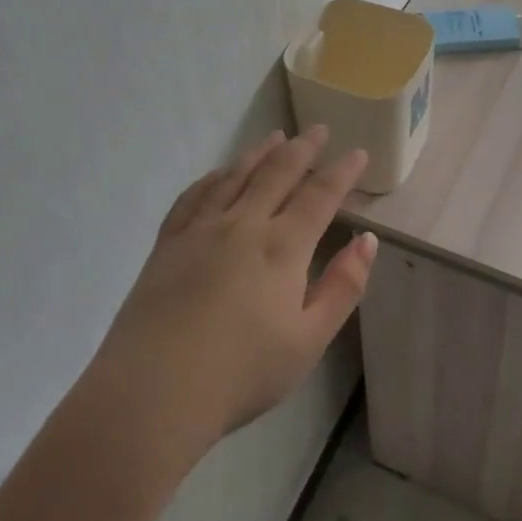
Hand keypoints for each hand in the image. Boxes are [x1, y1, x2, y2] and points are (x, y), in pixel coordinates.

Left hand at [92, 126, 377, 455]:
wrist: (153, 391)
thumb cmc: (241, 373)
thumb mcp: (309, 340)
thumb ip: (342, 287)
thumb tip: (368, 240)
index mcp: (282, 247)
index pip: (319, 196)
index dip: (341, 172)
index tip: (357, 152)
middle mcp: (243, 224)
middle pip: (277, 173)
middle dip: (302, 148)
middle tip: (318, 129)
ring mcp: (200, 230)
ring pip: (235, 176)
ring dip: (259, 153)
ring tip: (275, 137)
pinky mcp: (167, 243)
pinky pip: (193, 196)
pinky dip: (212, 178)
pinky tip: (218, 174)